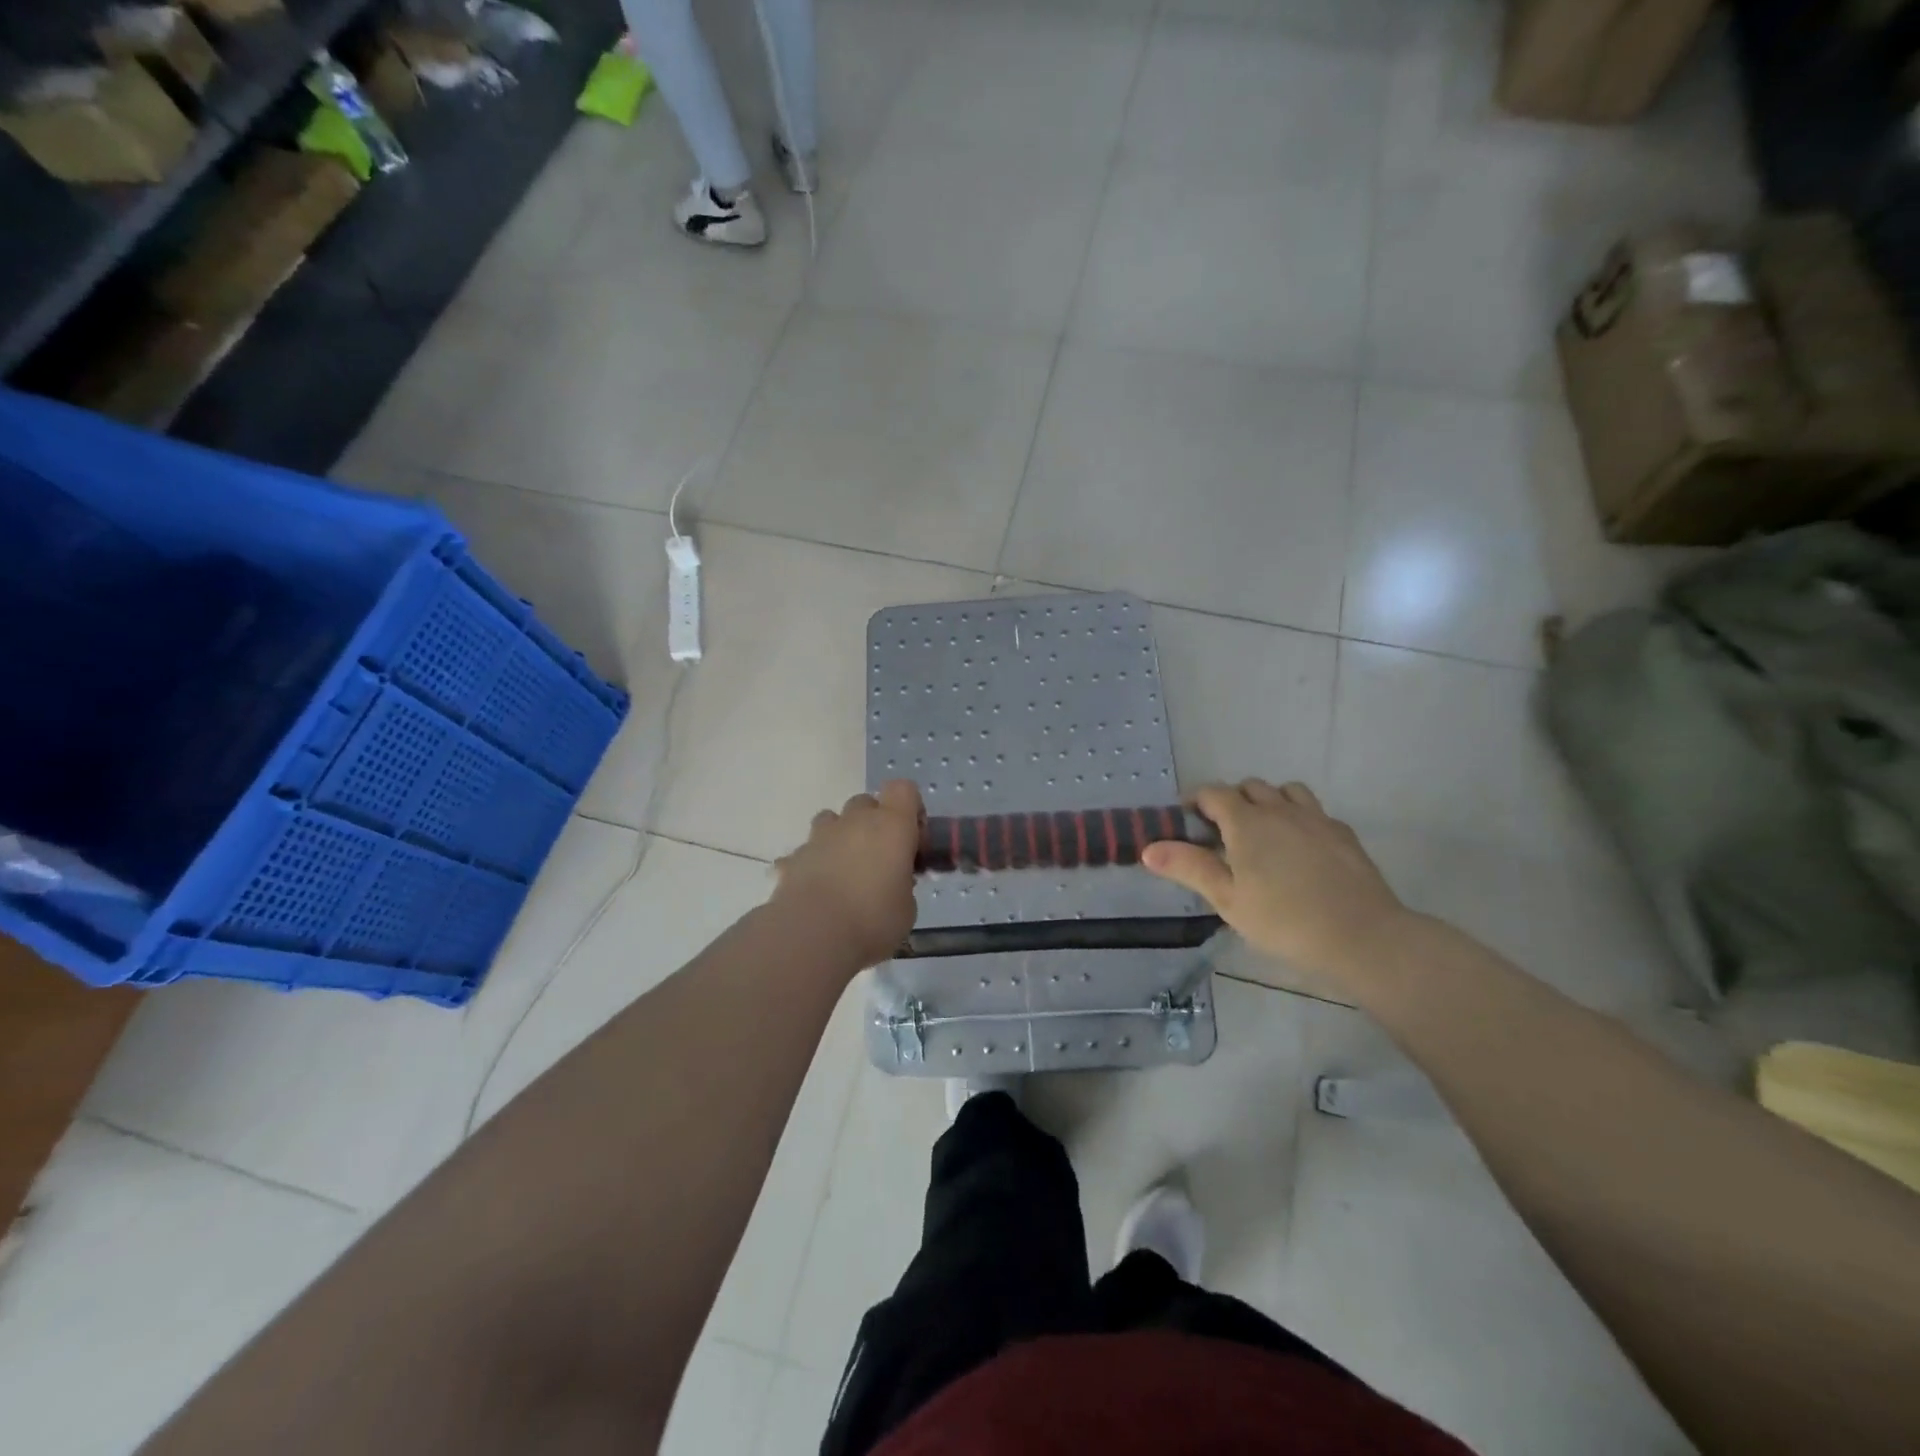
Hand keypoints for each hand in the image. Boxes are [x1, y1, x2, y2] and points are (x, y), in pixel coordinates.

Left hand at [771, 781, 923, 970]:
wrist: (812, 935)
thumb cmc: (873, 920)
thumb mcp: (907, 908)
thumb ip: (903, 885)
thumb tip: (894, 883)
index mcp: (891, 825)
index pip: (903, 789)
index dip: (910, 808)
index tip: (913, 838)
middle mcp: (855, 821)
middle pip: (866, 802)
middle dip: (873, 823)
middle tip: (880, 858)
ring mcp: (819, 836)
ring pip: (831, 820)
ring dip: (841, 837)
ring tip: (845, 871)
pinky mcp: (793, 858)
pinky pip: (806, 852)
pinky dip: (812, 864)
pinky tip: (816, 891)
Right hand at [1142, 780, 1412, 992]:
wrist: (1363, 937)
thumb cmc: (1285, 921)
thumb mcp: (1228, 899)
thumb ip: (1189, 867)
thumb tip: (1149, 847)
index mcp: (1247, 822)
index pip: (1213, 793)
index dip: (1195, 801)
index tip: (1186, 822)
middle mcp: (1280, 810)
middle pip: (1250, 786)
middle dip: (1231, 800)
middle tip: (1222, 834)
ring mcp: (1316, 819)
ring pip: (1286, 791)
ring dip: (1268, 802)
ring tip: (1263, 833)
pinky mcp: (1343, 834)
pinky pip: (1314, 811)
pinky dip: (1299, 818)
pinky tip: (1300, 848)